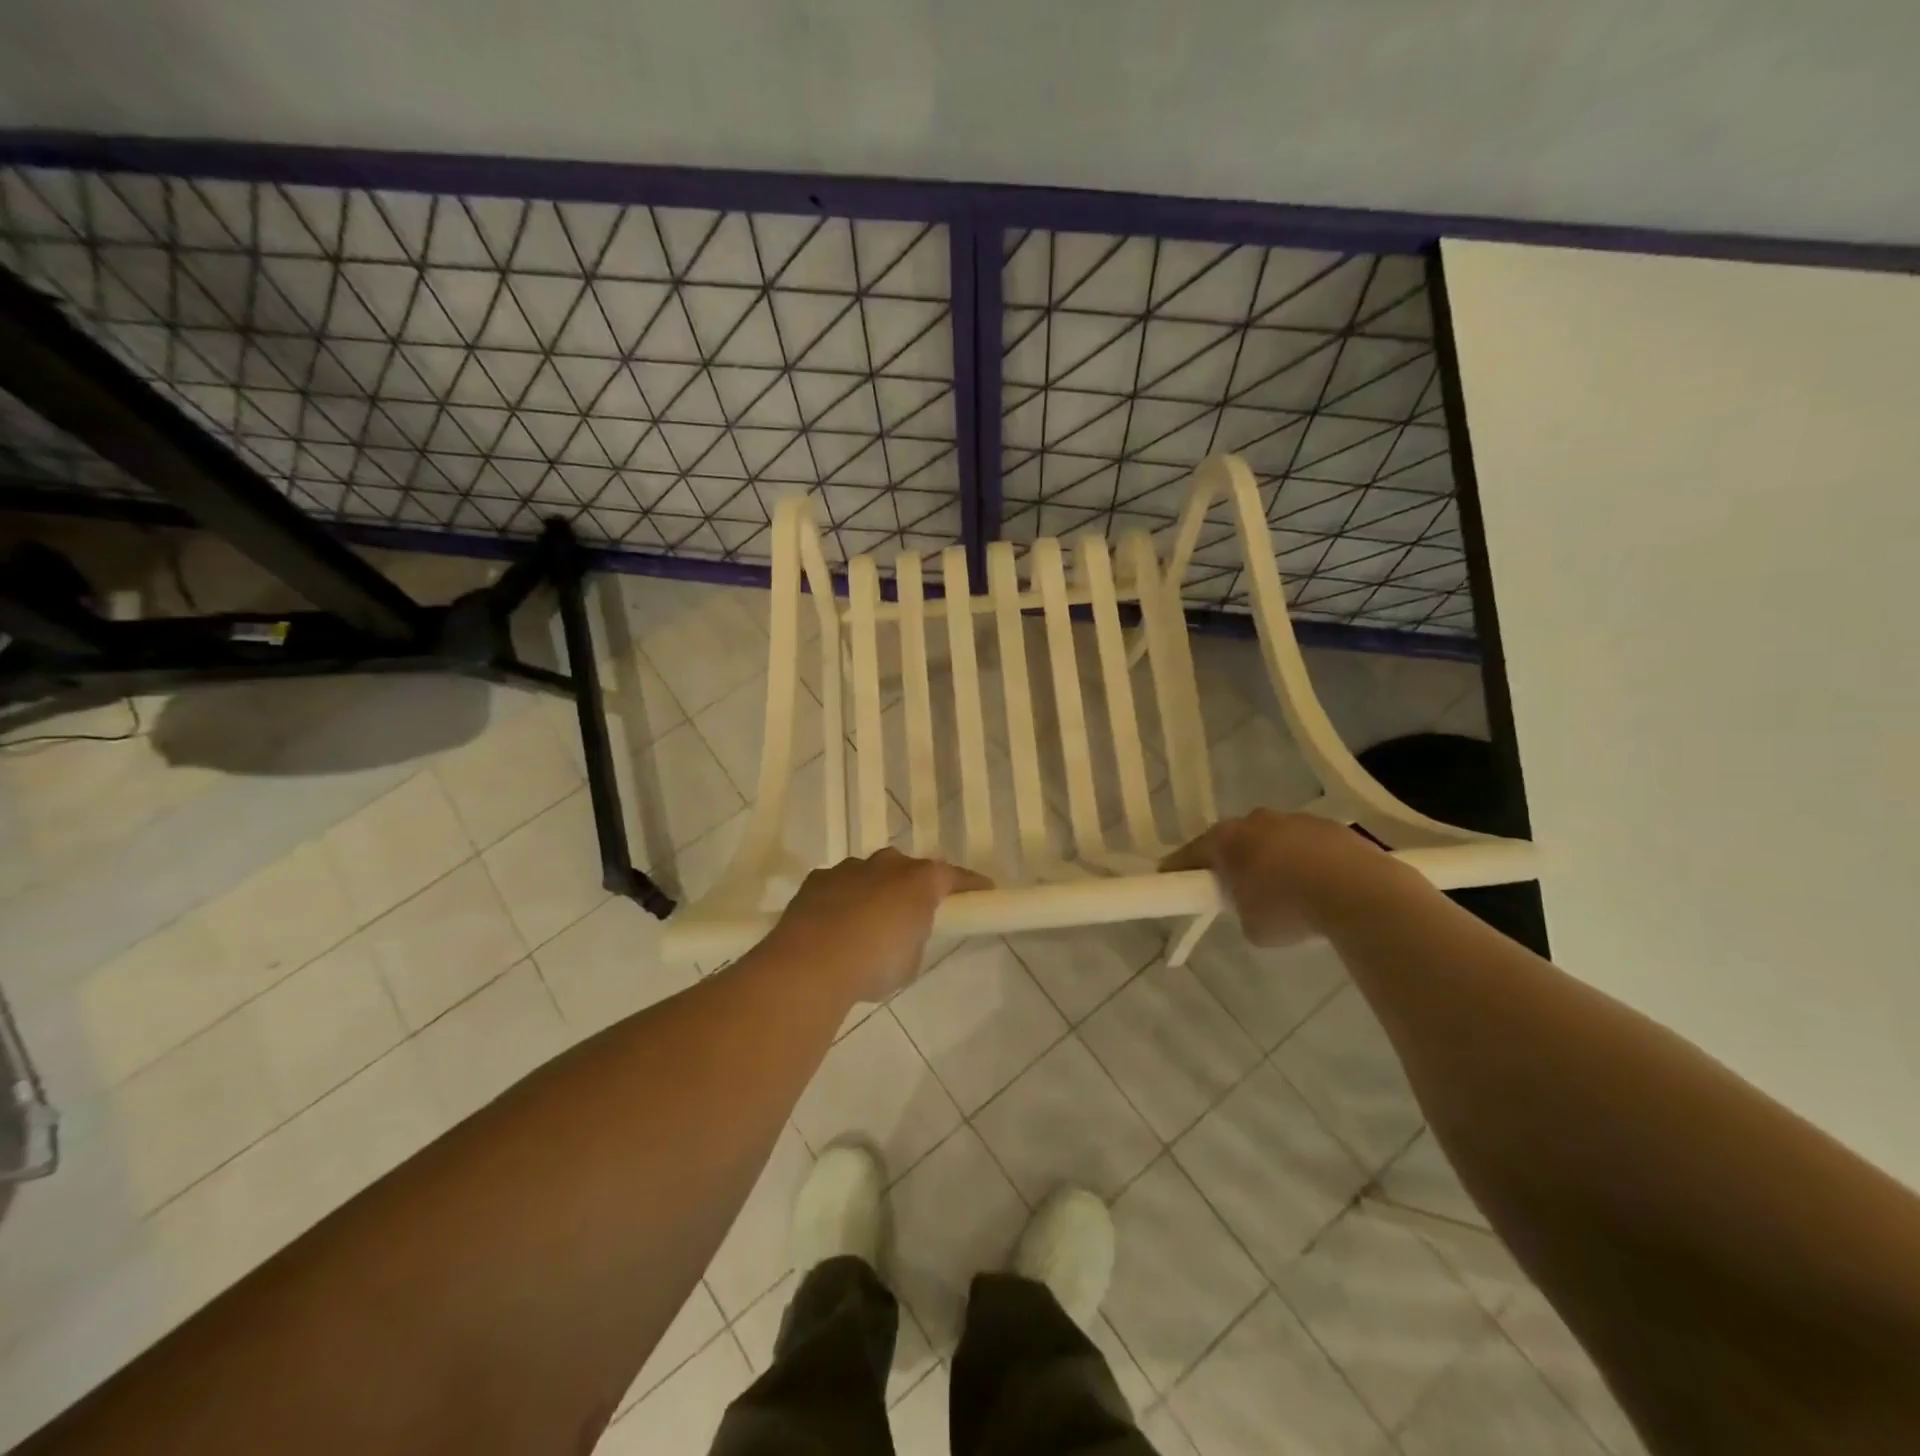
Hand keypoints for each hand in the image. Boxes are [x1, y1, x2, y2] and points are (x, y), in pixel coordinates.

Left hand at [768, 848, 992, 1002]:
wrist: (811, 963)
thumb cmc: (874, 964)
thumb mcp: (911, 960)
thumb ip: (913, 937)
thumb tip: (902, 933)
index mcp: (920, 881)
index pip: (954, 877)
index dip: (971, 885)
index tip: (984, 891)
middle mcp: (887, 865)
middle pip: (909, 870)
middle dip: (913, 887)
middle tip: (914, 914)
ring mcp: (849, 868)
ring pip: (871, 874)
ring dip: (875, 892)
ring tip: (868, 924)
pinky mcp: (818, 879)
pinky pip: (839, 885)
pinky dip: (842, 900)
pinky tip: (835, 925)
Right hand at [1160, 809, 1404, 946]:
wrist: (1359, 894)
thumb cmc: (1290, 910)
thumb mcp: (1252, 926)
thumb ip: (1241, 909)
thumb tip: (1252, 906)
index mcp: (1225, 840)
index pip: (1190, 853)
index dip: (1179, 870)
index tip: (1173, 882)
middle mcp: (1255, 821)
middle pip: (1233, 840)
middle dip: (1233, 862)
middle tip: (1238, 891)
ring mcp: (1295, 819)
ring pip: (1272, 839)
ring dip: (1273, 860)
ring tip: (1288, 893)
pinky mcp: (1331, 826)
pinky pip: (1306, 844)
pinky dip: (1306, 861)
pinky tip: (1320, 888)